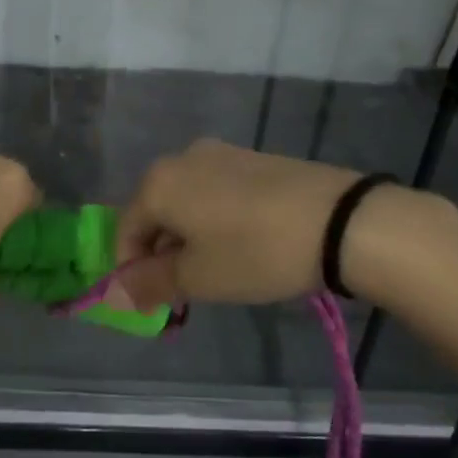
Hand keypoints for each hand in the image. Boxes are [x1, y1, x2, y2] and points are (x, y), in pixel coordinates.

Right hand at [116, 139, 393, 306]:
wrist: (340, 220)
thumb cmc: (255, 251)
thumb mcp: (198, 277)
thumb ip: (150, 283)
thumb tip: (116, 291)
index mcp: (158, 183)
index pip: (125, 232)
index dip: (132, 272)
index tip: (155, 304)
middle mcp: (181, 158)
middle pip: (155, 213)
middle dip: (162, 255)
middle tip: (186, 292)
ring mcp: (220, 153)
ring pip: (187, 202)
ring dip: (190, 239)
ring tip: (218, 271)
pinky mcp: (253, 158)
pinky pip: (216, 192)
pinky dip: (215, 220)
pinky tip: (243, 244)